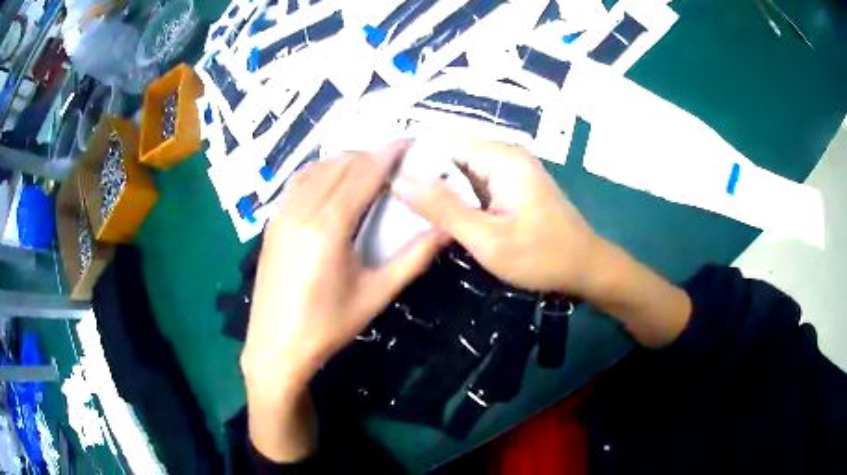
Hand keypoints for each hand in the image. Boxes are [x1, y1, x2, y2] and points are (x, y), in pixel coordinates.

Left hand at [241, 143, 446, 460]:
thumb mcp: (376, 294)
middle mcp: (302, 210)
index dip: (388, 153)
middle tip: (396, 161)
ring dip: (345, 162)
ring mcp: (281, 214)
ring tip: (368, 169)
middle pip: (341, 165)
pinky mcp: (271, 223)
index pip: (363, 173)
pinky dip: (320, 172)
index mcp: (329, 227)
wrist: (276, 347)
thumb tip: (447, 230)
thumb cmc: (328, 326)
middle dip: (370, 156)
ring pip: (317, 169)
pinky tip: (332, 183)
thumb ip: (414, 258)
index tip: (409, 141)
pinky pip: (298, 182)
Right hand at [392, 138, 599, 293]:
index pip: (442, 140)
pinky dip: (459, 195)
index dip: (412, 157)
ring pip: (461, 168)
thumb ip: (443, 208)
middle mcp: (505, 153)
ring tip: (413, 211)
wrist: (586, 267)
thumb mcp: (487, 238)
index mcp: (500, 157)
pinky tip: (444, 215)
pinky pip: (476, 180)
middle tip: (396, 204)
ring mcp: (512, 167)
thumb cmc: (541, 256)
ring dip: (440, 187)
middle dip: (424, 175)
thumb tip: (399, 180)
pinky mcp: (514, 182)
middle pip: (451, 152)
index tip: (386, 181)